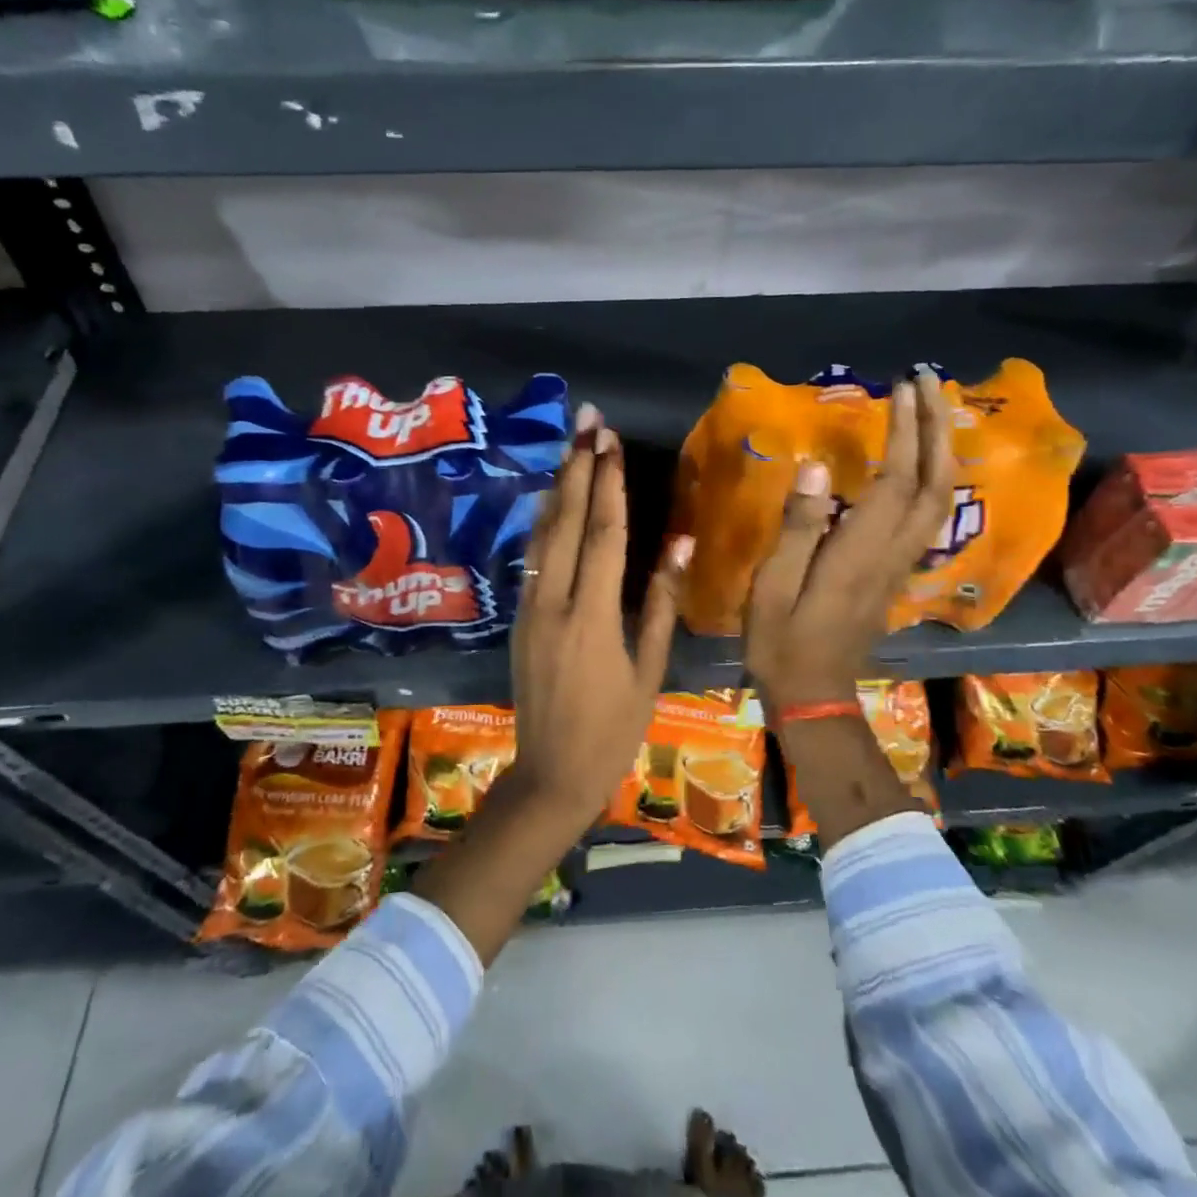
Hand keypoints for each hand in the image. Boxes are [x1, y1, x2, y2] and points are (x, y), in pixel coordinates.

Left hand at [414, 405, 689, 965]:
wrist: (551, 775)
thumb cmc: (613, 731)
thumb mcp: (649, 672)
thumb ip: (662, 604)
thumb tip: (678, 545)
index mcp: (593, 616)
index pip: (603, 534)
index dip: (609, 483)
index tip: (611, 442)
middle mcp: (554, 602)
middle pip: (567, 521)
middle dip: (578, 468)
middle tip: (587, 422)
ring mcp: (529, 608)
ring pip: (542, 535)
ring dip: (558, 489)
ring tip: (570, 449)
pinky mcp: (518, 618)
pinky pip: (532, 559)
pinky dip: (544, 523)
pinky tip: (553, 504)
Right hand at [745, 369, 956, 713]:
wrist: (814, 694)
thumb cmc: (782, 640)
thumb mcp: (773, 585)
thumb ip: (797, 527)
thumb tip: (814, 466)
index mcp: (861, 551)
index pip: (898, 480)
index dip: (906, 431)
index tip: (902, 387)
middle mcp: (893, 552)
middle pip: (936, 483)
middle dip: (937, 428)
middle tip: (928, 382)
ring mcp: (900, 564)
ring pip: (940, 499)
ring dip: (941, 449)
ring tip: (930, 410)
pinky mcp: (896, 572)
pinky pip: (928, 515)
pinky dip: (933, 477)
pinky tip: (920, 461)